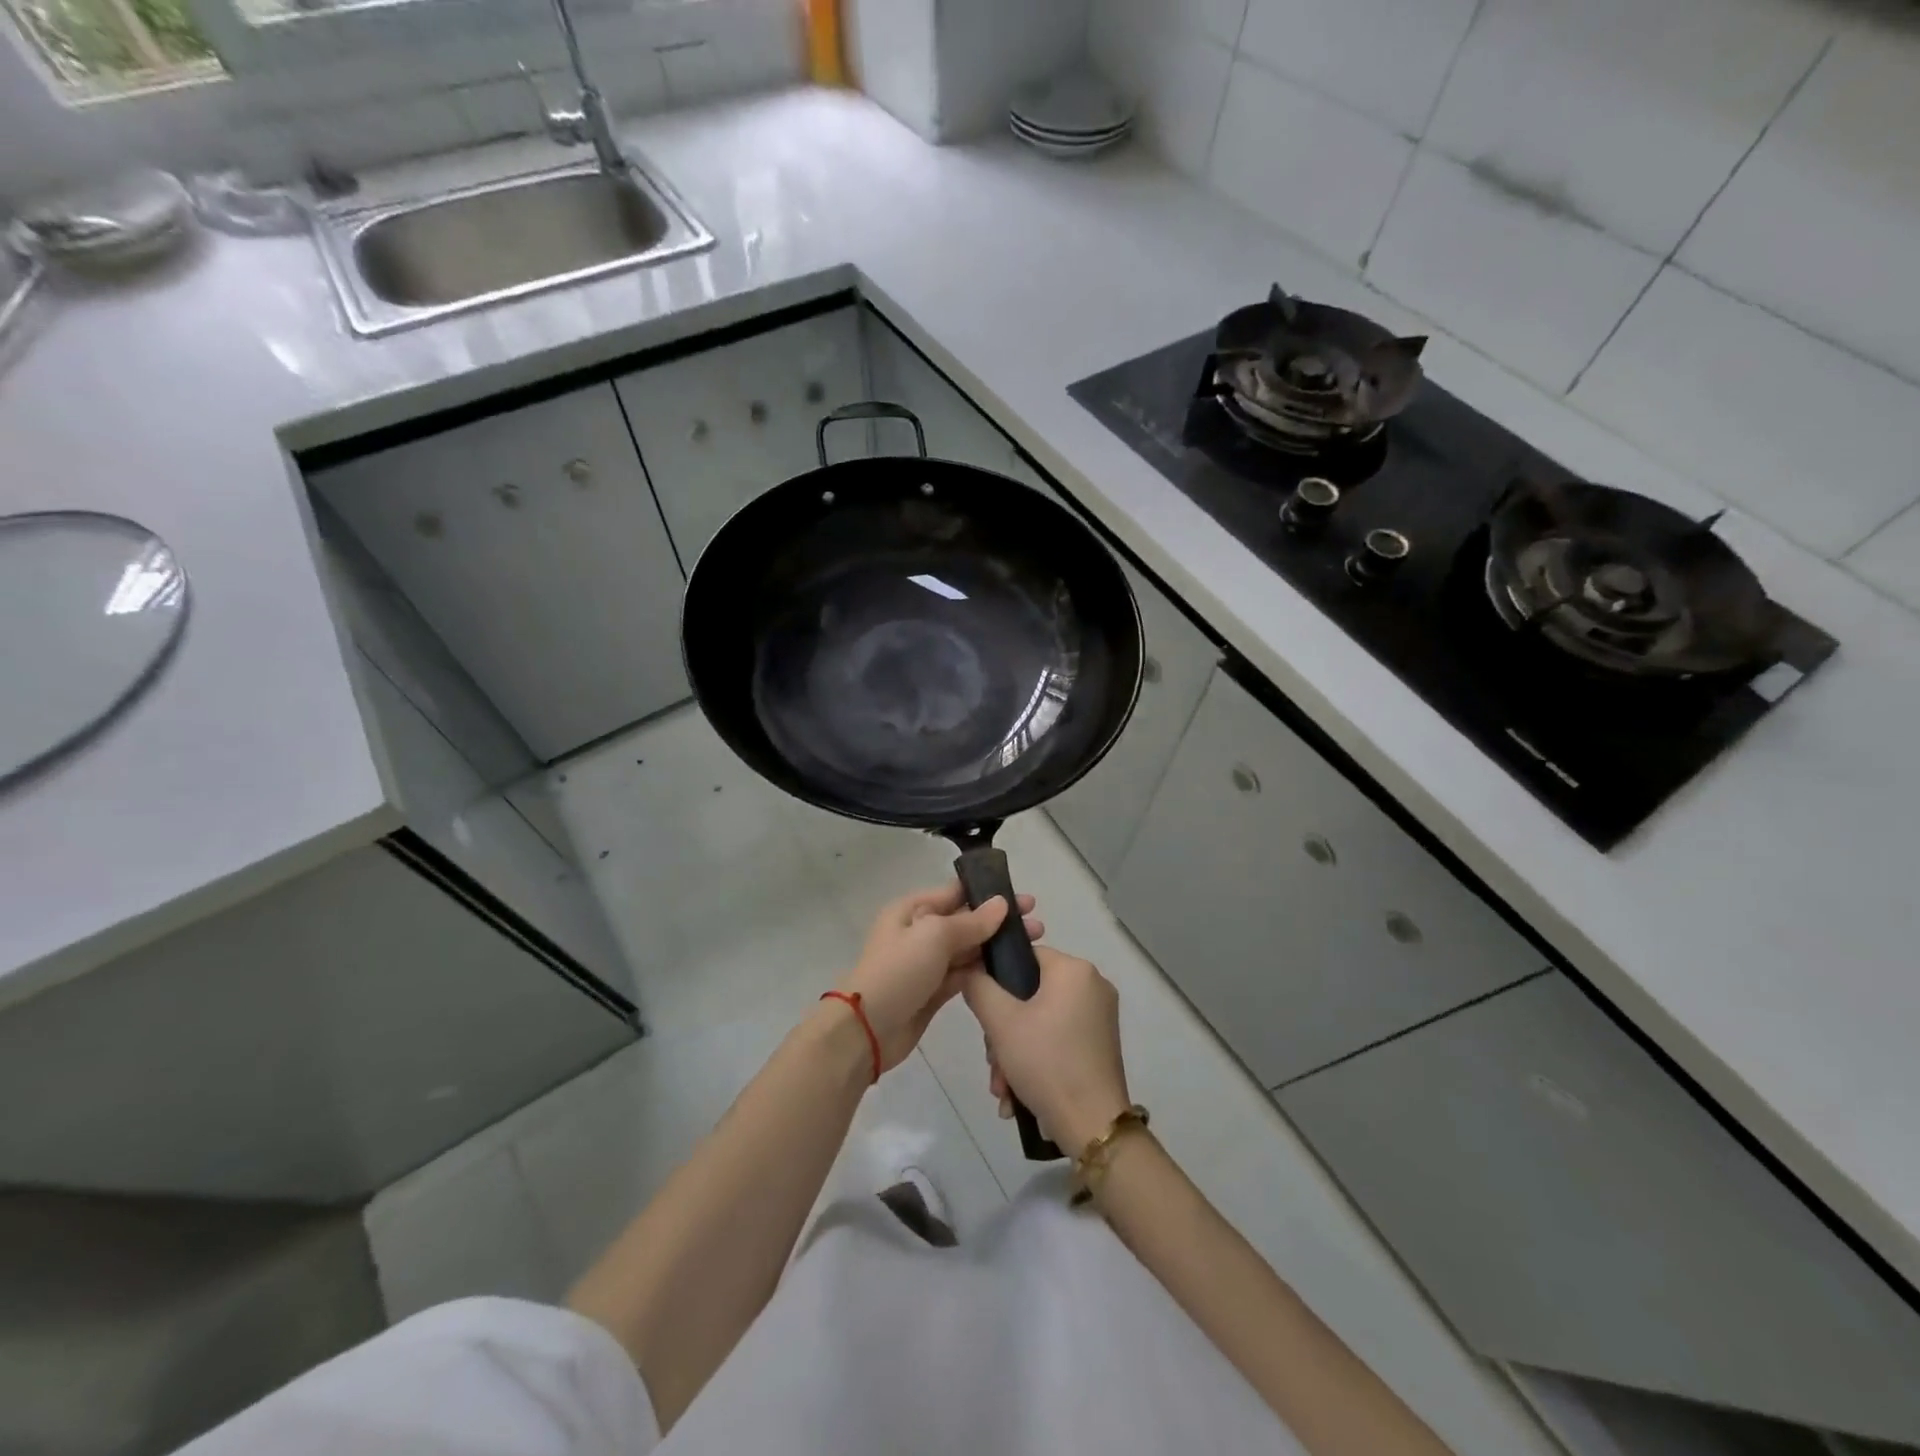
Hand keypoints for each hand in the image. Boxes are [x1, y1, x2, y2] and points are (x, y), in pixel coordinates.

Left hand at [836, 881, 1041, 1072]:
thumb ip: (970, 922)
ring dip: (996, 947)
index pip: (956, 893)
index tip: (1025, 900)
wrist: (867, 1029)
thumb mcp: (934, 936)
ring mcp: (927, 963)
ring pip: (968, 949)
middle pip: (966, 921)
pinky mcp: (934, 991)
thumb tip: (1000, 904)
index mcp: (913, 910)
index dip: (990, 894)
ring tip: (1033, 947)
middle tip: (1037, 925)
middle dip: (1000, 922)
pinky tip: (1012, 972)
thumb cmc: (899, 971)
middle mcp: (920, 932)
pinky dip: (985, 972)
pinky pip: (964, 974)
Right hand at [962, 947, 1130, 1150]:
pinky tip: (1017, 1095)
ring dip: (1014, 1052)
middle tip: (992, 1063)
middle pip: (1031, 994)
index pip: (1025, 956)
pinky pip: (1058, 1039)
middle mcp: (1093, 985)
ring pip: (1041, 1021)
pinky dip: (1036, 1060)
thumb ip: (979, 987)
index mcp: (1074, 970)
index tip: (983, 1014)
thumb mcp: (1000, 1022)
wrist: (1093, 1126)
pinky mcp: (1100, 1044)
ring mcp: (1099, 1017)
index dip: (997, 979)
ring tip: (1002, 1089)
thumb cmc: (1046, 1062)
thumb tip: (971, 971)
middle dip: (1003, 1031)